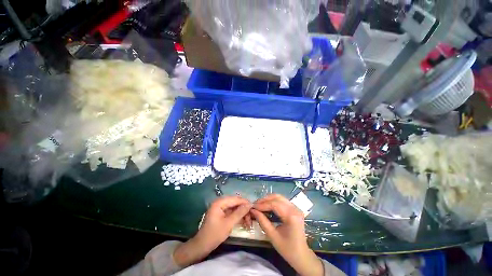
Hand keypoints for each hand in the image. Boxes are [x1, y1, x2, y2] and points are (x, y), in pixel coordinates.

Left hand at [174, 196, 251, 266]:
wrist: (202, 246)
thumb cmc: (214, 234)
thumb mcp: (228, 224)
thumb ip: (239, 213)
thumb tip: (249, 204)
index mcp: (219, 202)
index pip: (235, 199)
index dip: (245, 202)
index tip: (254, 208)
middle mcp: (220, 202)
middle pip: (235, 203)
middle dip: (244, 209)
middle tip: (252, 217)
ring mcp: (221, 208)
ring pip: (235, 207)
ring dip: (242, 214)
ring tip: (249, 222)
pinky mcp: (221, 213)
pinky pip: (232, 212)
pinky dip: (238, 216)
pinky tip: (243, 221)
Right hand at [251, 194, 323, 275]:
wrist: (302, 256)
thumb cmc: (287, 249)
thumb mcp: (273, 236)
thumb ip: (263, 221)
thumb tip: (253, 211)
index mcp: (291, 216)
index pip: (274, 204)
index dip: (262, 204)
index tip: (253, 207)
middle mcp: (295, 209)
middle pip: (277, 198)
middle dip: (265, 200)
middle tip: (255, 205)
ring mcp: (296, 208)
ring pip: (280, 197)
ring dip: (269, 199)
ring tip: (260, 204)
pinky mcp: (295, 209)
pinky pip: (282, 201)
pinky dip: (274, 201)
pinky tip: (267, 206)